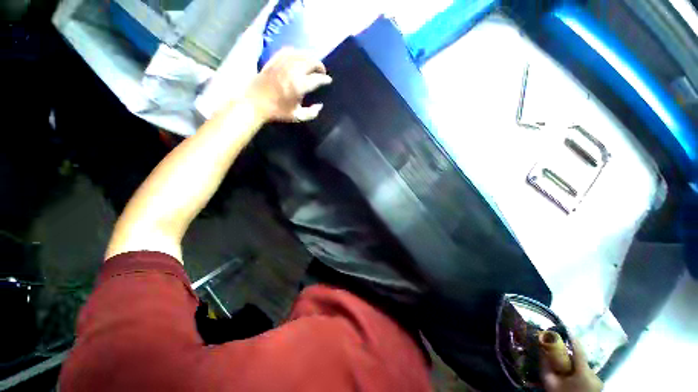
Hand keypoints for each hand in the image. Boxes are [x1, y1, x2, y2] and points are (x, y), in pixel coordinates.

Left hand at [245, 48, 331, 122]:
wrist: (255, 103)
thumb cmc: (277, 112)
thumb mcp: (297, 116)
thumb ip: (311, 113)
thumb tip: (320, 106)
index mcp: (299, 85)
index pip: (317, 78)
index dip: (325, 79)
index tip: (328, 81)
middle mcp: (292, 70)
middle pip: (311, 62)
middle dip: (319, 65)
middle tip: (322, 71)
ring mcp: (282, 63)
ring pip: (301, 54)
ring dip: (310, 57)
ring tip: (313, 63)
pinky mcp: (274, 60)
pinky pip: (287, 50)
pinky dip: (296, 52)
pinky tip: (298, 56)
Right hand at [542, 339, 602, 391]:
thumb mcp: (549, 382)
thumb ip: (545, 365)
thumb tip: (540, 347)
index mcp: (584, 373)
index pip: (579, 351)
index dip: (572, 338)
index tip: (564, 328)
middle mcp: (595, 375)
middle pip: (581, 359)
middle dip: (569, 354)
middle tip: (557, 352)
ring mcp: (599, 381)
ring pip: (584, 366)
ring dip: (574, 363)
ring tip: (563, 366)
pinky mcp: (598, 385)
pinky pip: (587, 372)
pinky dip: (578, 370)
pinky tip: (570, 375)